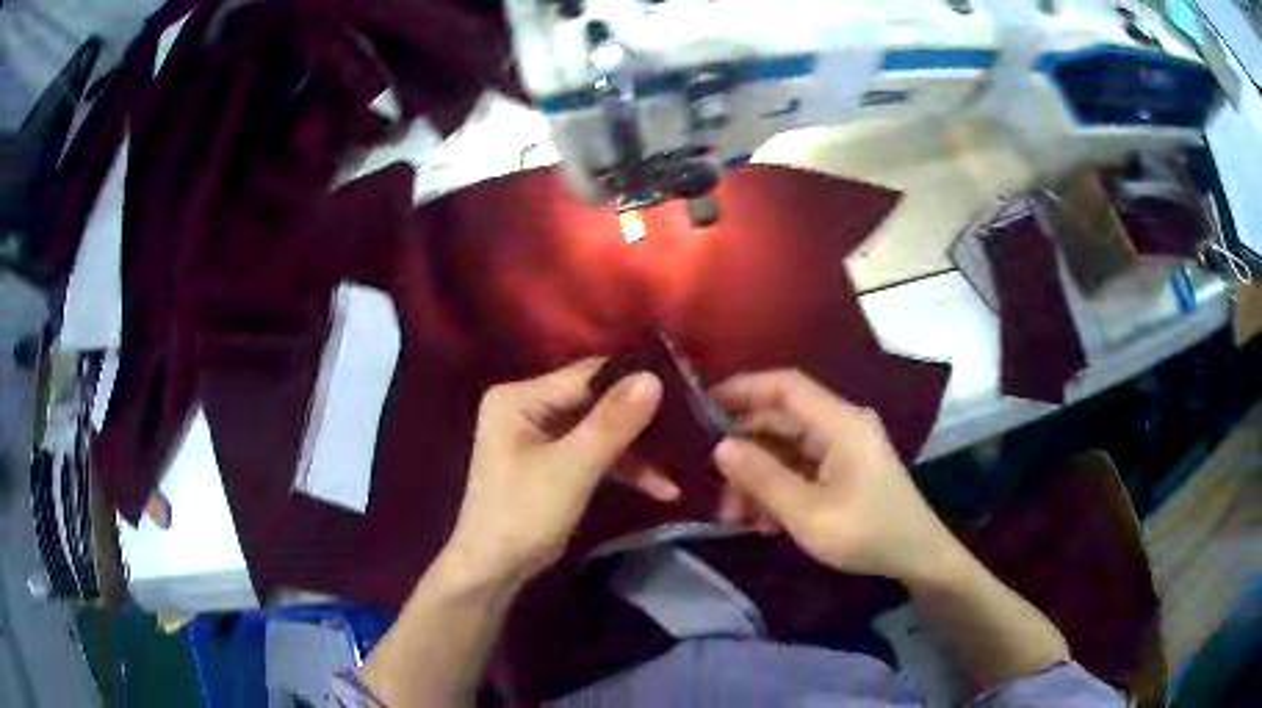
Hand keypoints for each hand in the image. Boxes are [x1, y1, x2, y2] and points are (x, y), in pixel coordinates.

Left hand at [442, 359, 666, 586]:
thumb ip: (612, 423)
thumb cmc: (523, 514)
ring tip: (683, 462)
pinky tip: (661, 487)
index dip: (632, 382)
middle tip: (690, 425)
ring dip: (637, 451)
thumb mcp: (572, 468)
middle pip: (596, 402)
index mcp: (519, 397)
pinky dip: (624, 469)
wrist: (495, 570)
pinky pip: (594, 454)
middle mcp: (527, 406)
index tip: (682, 390)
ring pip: (600, 430)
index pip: (586, 376)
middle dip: (640, 420)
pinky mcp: (552, 463)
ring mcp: (540, 436)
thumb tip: (653, 377)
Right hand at [710, 370, 961, 583]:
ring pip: (787, 448)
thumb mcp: (808, 513)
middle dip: (745, 452)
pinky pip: (801, 467)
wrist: (917, 557)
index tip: (702, 406)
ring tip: (737, 516)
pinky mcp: (844, 468)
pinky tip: (764, 521)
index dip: (743, 388)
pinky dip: (779, 488)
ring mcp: (844, 447)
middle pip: (781, 420)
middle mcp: (841, 425)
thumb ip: (763, 478)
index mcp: (840, 423)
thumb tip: (720, 447)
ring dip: (759, 477)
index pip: (785, 385)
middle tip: (716, 489)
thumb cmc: (867, 533)